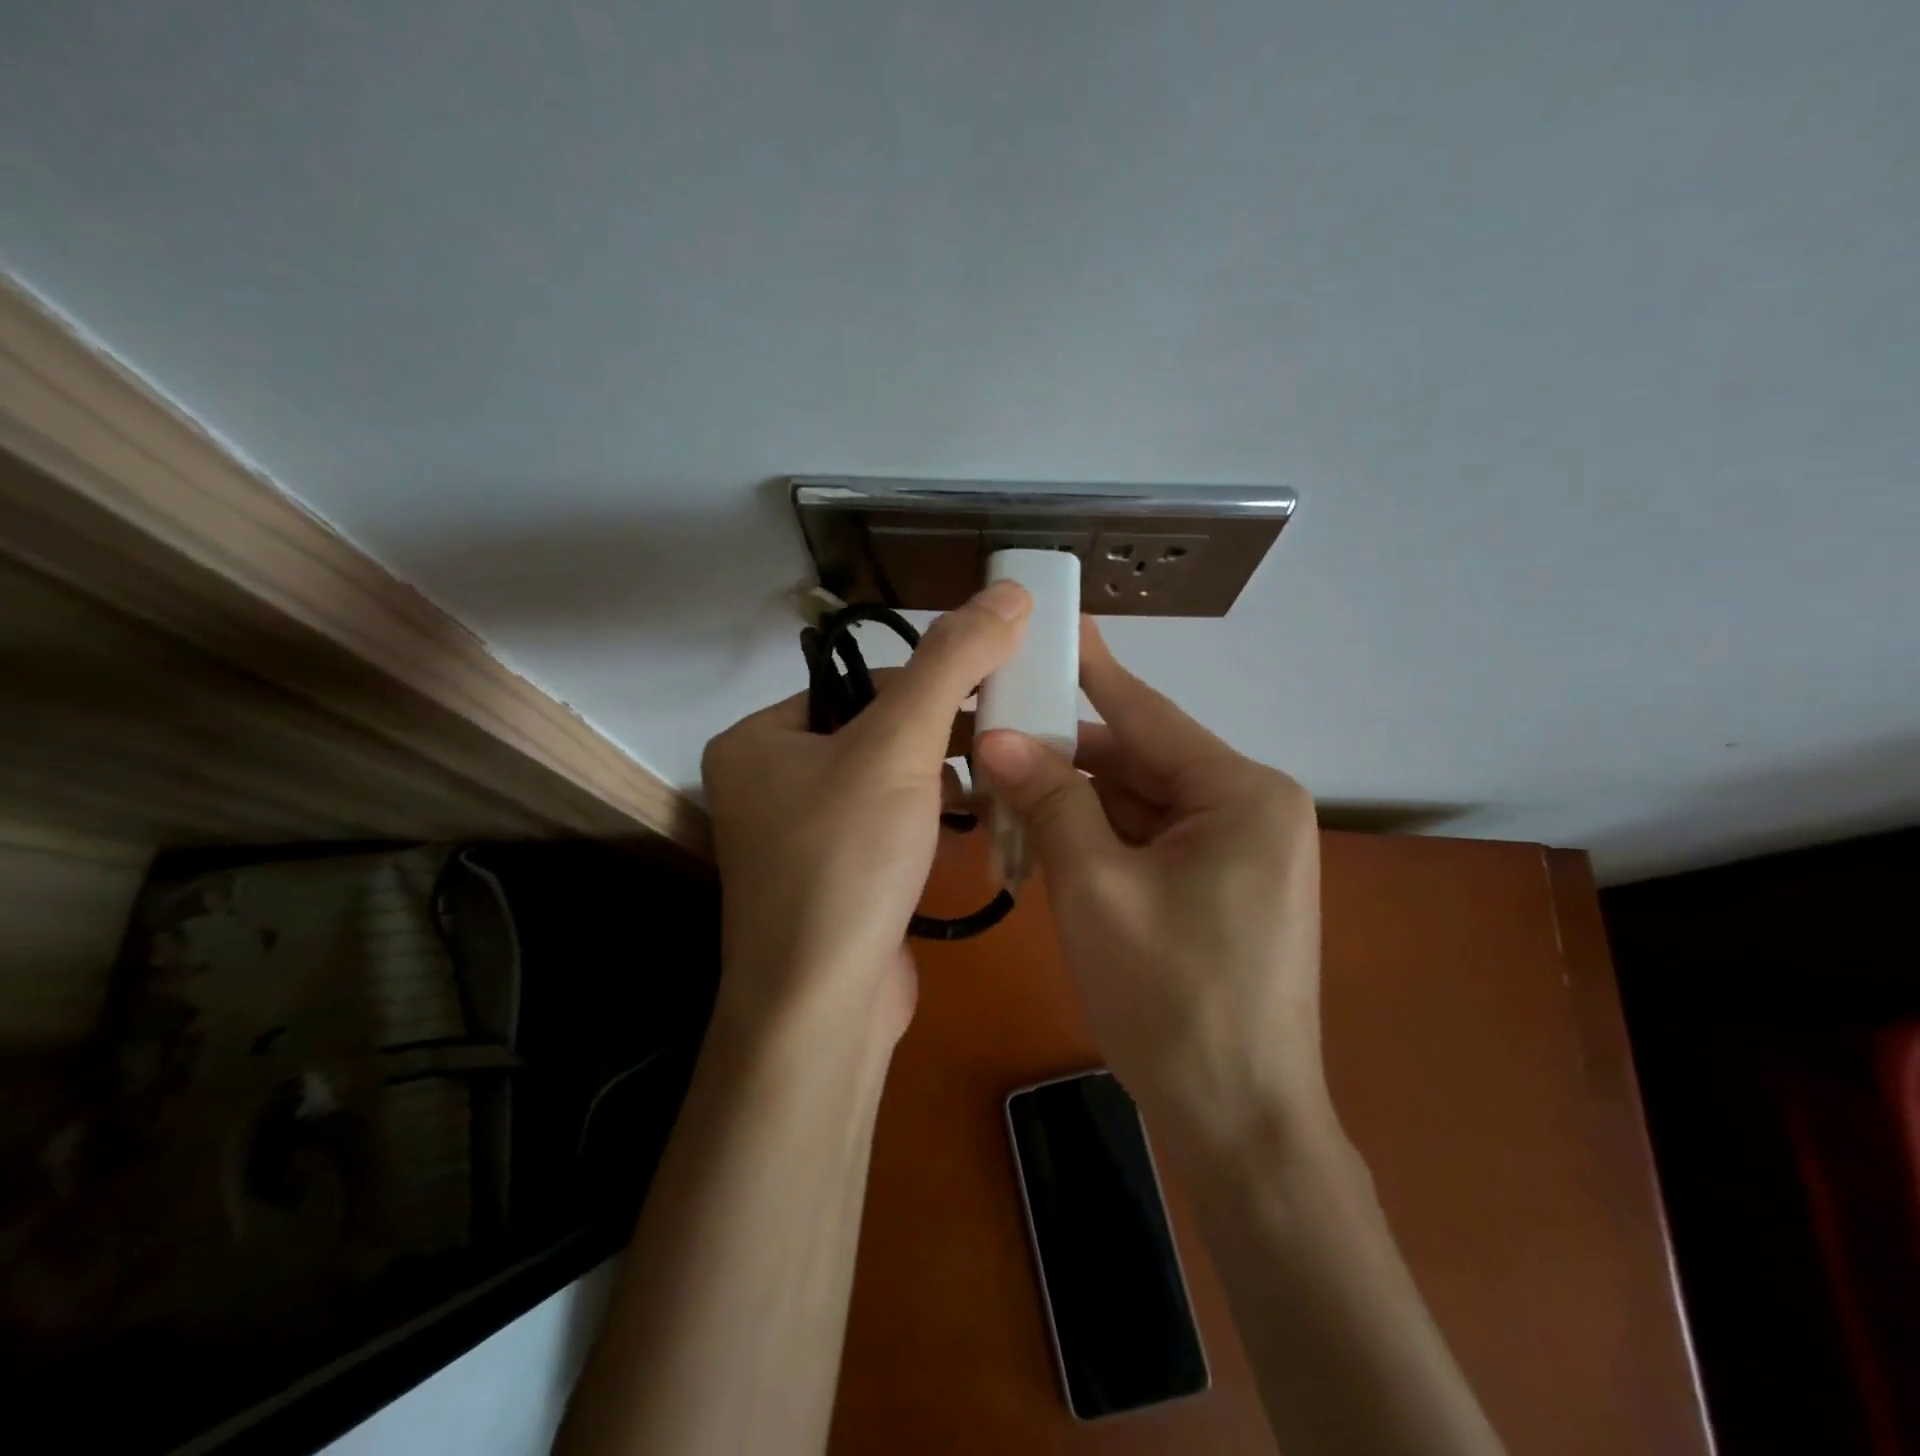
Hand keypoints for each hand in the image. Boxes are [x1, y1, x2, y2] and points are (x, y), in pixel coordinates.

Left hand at [701, 581, 1031, 1044]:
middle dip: (941, 735)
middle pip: (874, 733)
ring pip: (885, 784)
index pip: (859, 685)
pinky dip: (927, 819)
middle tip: (1004, 734)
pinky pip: (885, 829)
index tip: (993, 690)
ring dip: (941, 778)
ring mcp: (797, 839)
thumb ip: (953, 661)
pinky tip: (968, 823)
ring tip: (995, 775)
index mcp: (758, 739)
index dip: (931, 683)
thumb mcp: (900, 744)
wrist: (823, 1009)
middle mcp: (767, 784)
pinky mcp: (830, 882)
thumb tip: (1008, 589)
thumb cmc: (847, 860)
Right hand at [973, 619, 1323, 1146]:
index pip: (1147, 713)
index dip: (1092, 668)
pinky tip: (1040, 842)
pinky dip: (1096, 842)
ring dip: (1073, 805)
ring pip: (1137, 805)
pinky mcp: (1219, 888)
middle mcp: (1248, 809)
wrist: (1239, 1126)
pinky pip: (1147, 843)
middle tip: (991, 730)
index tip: (1053, 621)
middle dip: (1064, 757)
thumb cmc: (1172, 1000)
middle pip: (1138, 762)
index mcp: (1240, 793)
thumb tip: (997, 737)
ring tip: (998, 791)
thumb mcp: (1096, 889)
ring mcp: (1237, 852)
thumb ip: (1050, 801)